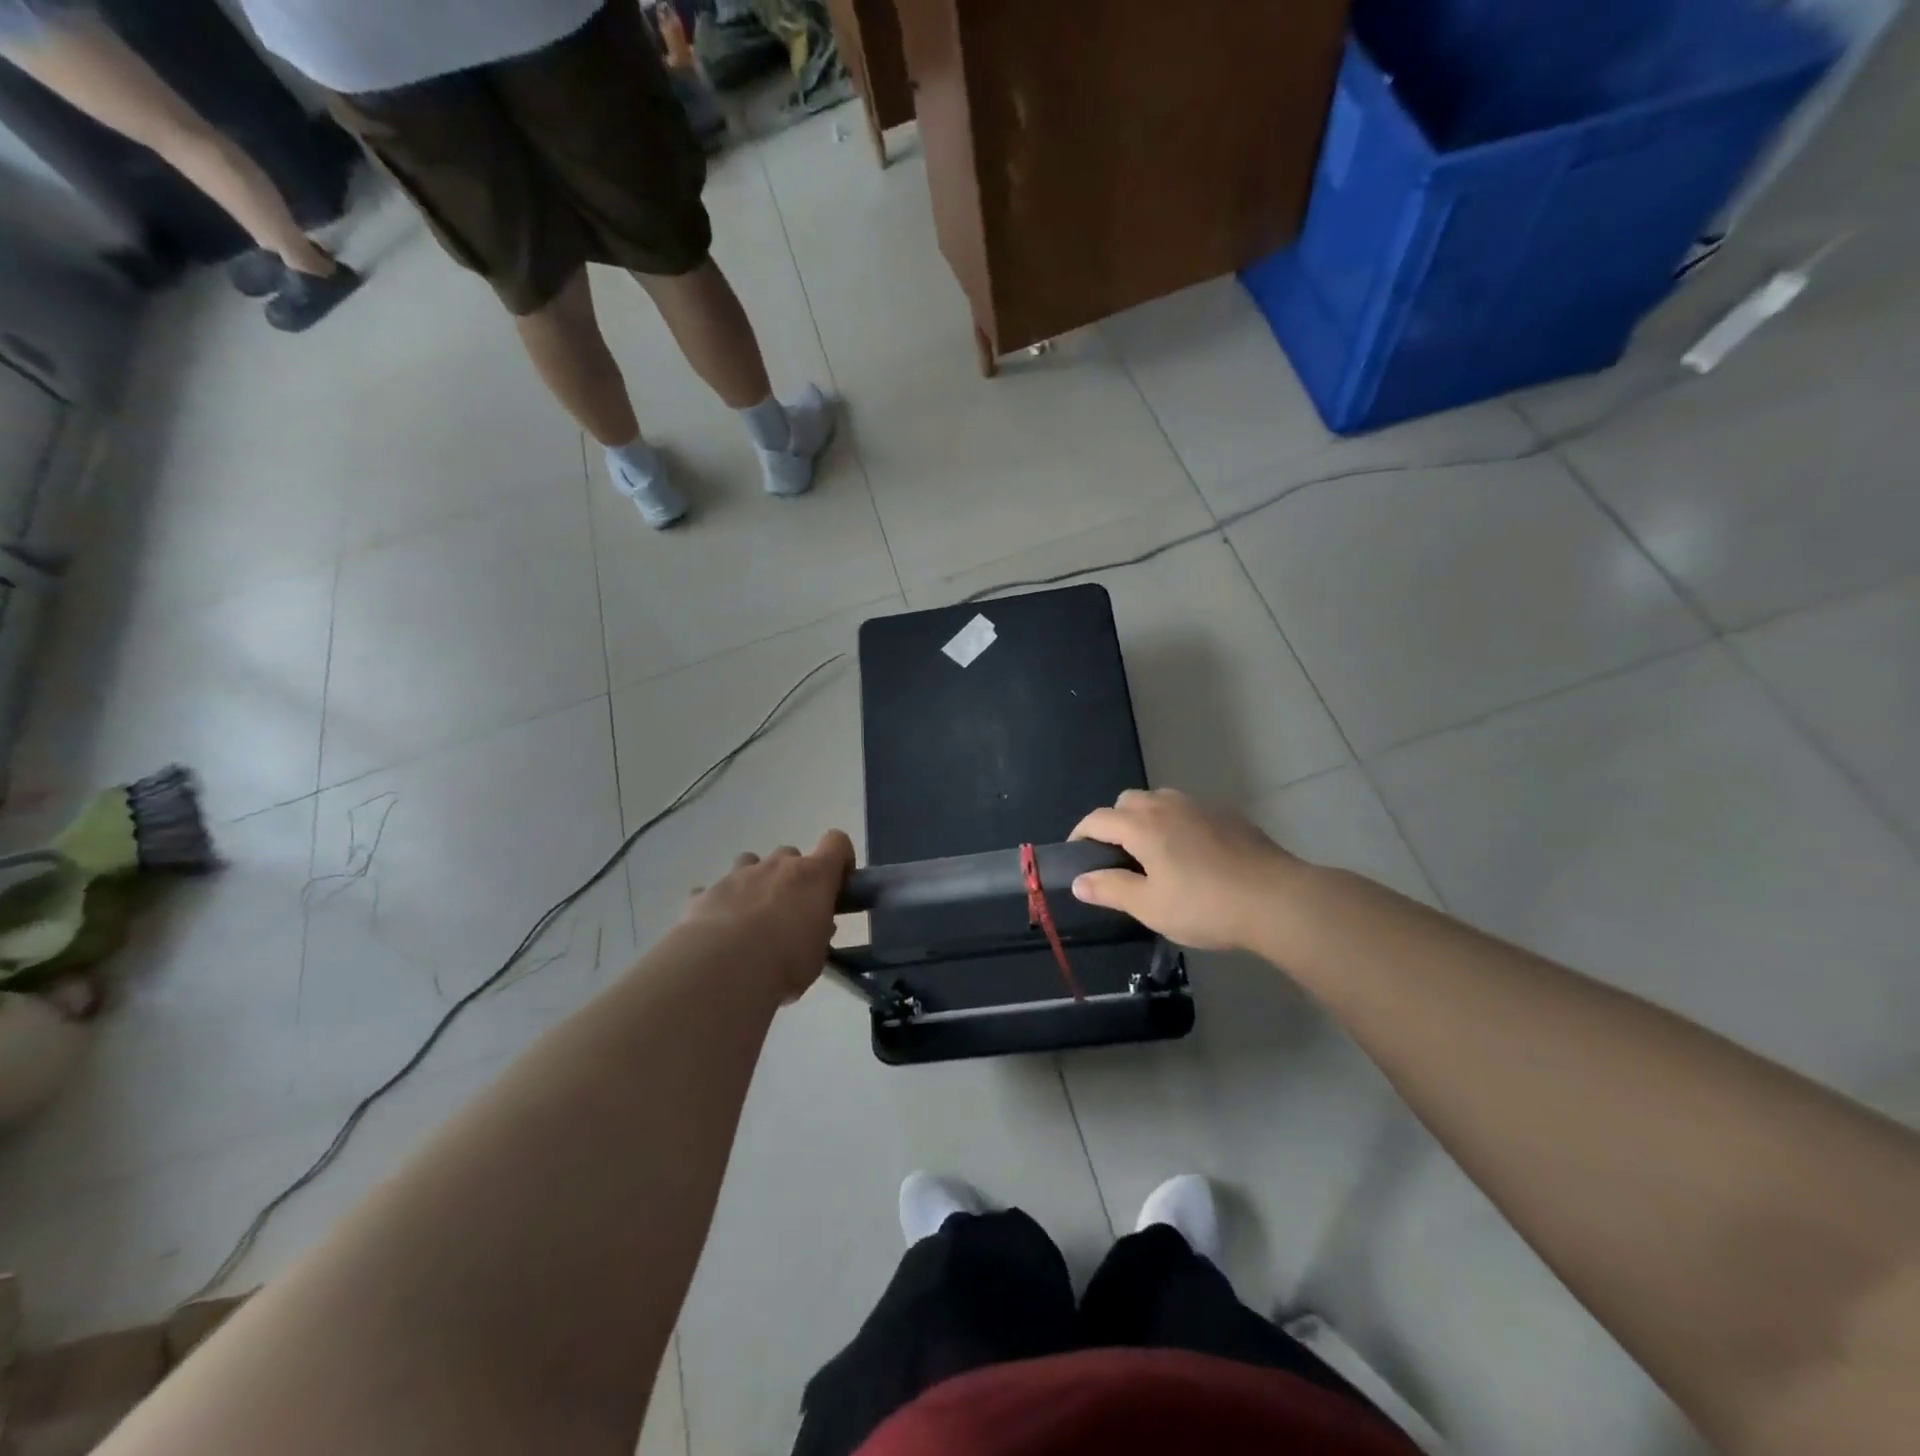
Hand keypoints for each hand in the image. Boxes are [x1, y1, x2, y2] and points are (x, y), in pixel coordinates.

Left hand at [679, 830, 854, 1000]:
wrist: (723, 969)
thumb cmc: (785, 962)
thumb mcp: (816, 956)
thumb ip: (817, 934)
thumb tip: (816, 927)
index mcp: (813, 876)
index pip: (836, 842)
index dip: (839, 857)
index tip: (837, 882)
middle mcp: (776, 866)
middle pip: (790, 854)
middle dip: (792, 877)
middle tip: (790, 911)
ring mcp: (737, 875)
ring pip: (749, 862)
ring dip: (755, 882)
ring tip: (751, 916)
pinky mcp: (705, 893)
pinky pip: (713, 891)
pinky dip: (718, 904)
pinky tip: (716, 930)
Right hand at [1069, 789, 1300, 951]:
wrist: (1277, 899)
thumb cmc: (1205, 905)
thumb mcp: (1150, 906)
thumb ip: (1110, 889)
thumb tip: (1079, 880)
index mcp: (1142, 825)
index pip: (1098, 819)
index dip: (1081, 834)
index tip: (1076, 855)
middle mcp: (1167, 806)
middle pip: (1128, 801)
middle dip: (1114, 822)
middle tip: (1117, 857)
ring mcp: (1201, 807)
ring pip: (1161, 800)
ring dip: (1147, 818)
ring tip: (1153, 853)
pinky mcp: (1229, 816)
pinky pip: (1189, 811)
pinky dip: (1178, 824)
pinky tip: (1192, 855)